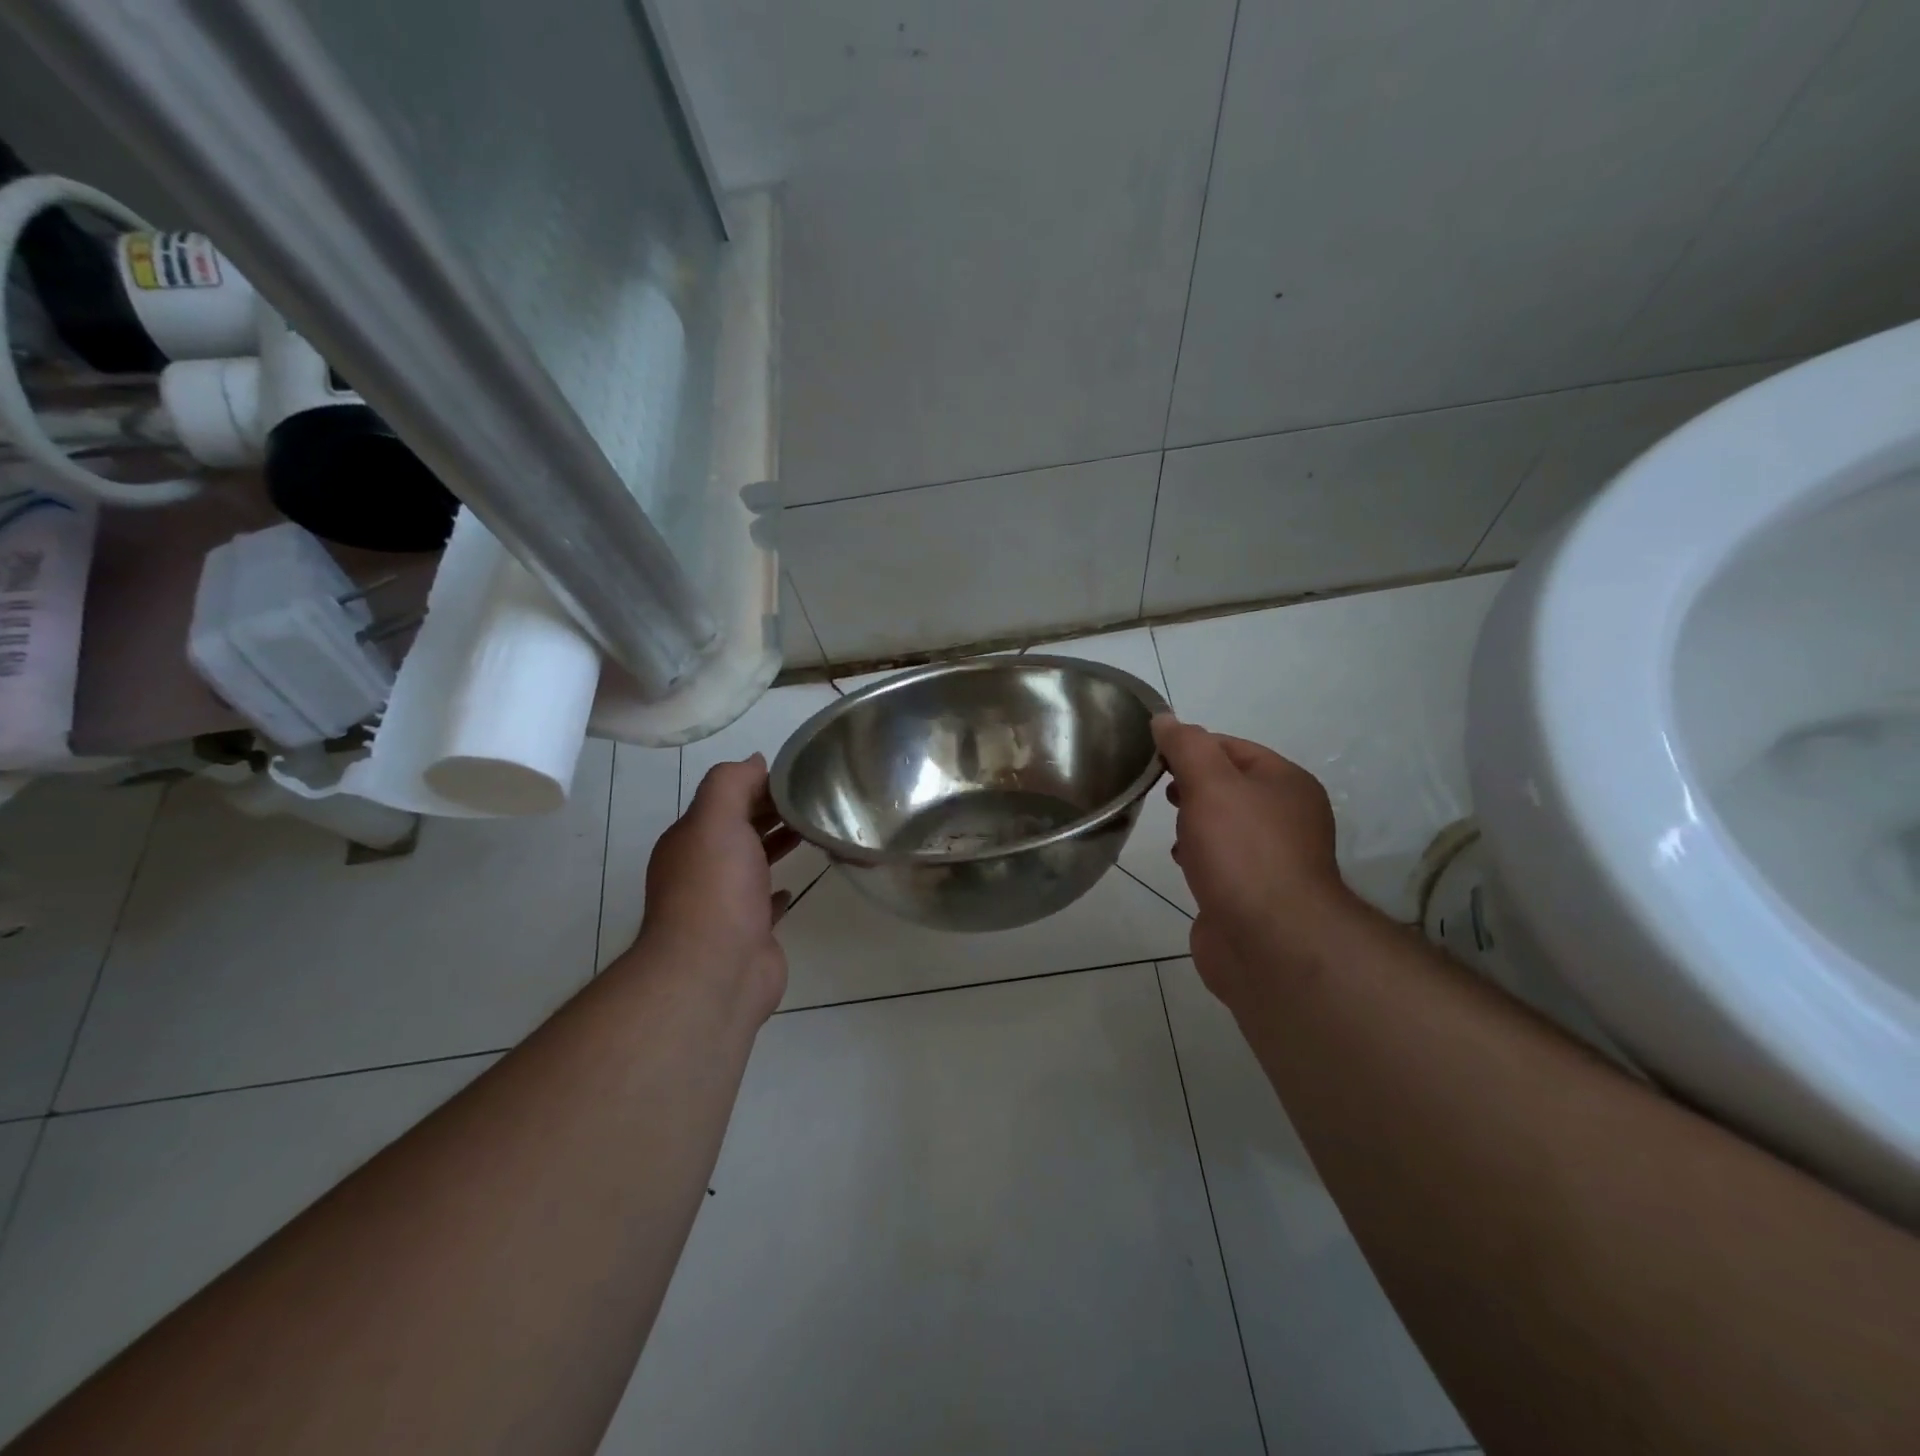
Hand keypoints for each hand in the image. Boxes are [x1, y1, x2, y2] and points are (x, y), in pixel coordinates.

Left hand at [636, 754, 800, 1022]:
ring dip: (776, 845)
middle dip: (771, 811)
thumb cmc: (715, 888)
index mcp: (692, 839)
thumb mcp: (716, 819)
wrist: (714, 970)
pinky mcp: (749, 934)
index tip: (799, 775)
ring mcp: (725, 904)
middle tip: (815, 798)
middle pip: (740, 829)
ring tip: (813, 830)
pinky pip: (764, 904)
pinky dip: (777, 890)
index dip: (759, 784)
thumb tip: (755, 761)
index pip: (726, 800)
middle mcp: (703, 869)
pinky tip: (793, 886)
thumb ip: (732, 783)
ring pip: (752, 864)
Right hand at [1152, 715, 1359, 1006]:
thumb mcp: (1211, 784)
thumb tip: (1165, 719)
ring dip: (1194, 820)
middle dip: (1191, 783)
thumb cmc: (1242, 852)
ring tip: (1167, 824)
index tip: (1152, 755)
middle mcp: (1286, 817)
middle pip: (1230, 785)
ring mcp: (1272, 859)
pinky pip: (1222, 861)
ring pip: (1225, 825)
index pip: (1232, 747)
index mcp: (1286, 783)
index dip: (1191, 745)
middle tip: (1158, 788)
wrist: (1270, 943)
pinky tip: (1181, 862)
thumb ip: (1186, 747)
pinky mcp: (1254, 894)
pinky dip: (1199, 855)